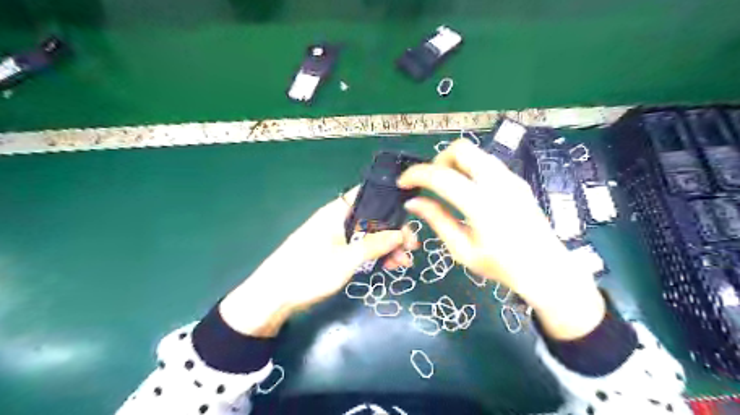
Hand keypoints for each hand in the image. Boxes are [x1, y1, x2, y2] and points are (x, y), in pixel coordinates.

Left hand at [218, 188, 414, 336]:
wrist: (272, 296)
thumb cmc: (308, 272)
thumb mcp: (346, 260)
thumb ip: (374, 245)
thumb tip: (401, 234)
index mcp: (337, 212)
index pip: (367, 195)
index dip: (390, 202)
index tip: (410, 216)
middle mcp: (337, 220)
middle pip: (372, 218)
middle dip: (393, 232)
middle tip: (412, 247)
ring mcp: (335, 237)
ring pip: (367, 235)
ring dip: (386, 247)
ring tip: (403, 263)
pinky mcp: (334, 252)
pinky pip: (359, 248)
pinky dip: (374, 255)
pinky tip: (388, 266)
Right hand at [396, 139, 603, 340]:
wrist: (546, 269)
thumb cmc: (502, 266)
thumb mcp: (462, 250)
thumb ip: (437, 221)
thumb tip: (413, 202)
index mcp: (482, 205)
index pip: (441, 175)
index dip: (415, 175)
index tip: (403, 183)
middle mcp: (498, 183)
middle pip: (461, 149)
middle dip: (438, 161)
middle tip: (430, 183)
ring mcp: (511, 178)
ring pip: (475, 152)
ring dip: (454, 163)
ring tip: (446, 187)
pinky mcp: (517, 180)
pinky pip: (487, 163)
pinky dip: (469, 168)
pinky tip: (467, 191)